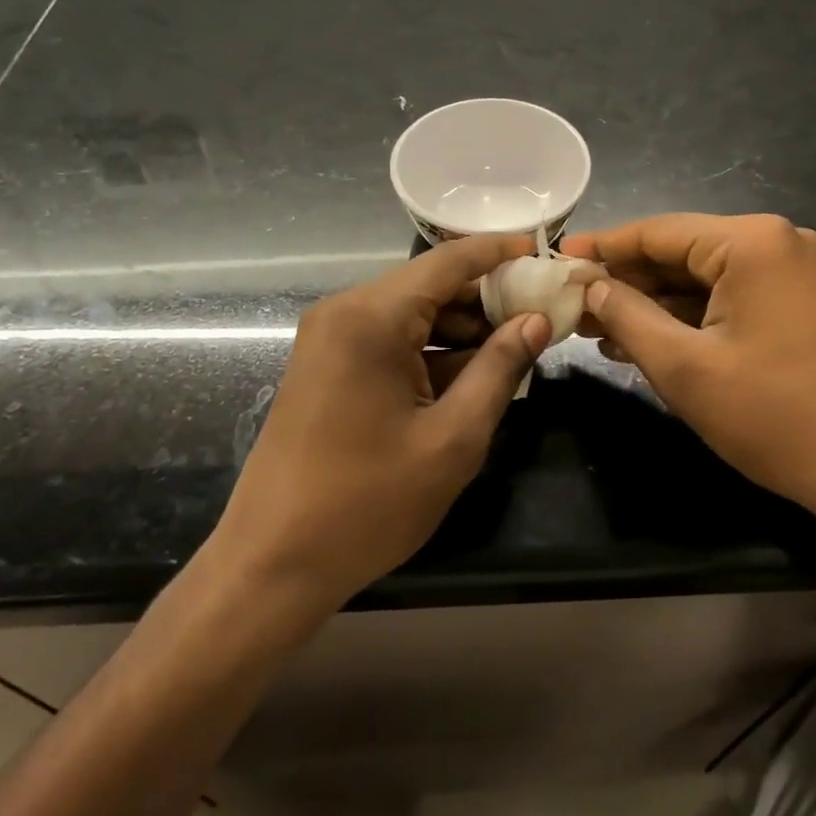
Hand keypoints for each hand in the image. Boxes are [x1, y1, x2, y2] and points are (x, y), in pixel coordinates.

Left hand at [198, 234, 551, 621]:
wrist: (273, 563)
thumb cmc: (368, 504)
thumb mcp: (452, 438)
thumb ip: (500, 369)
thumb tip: (537, 321)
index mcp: (371, 317)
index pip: (447, 261)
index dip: (498, 252)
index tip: (542, 252)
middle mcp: (345, 312)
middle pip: (430, 285)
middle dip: (486, 299)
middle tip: (541, 317)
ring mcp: (330, 339)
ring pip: (412, 314)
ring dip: (462, 329)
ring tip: (515, 352)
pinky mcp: (327, 366)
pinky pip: (391, 341)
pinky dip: (432, 351)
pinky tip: (471, 377)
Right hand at [562, 213, 815, 522]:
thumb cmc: (774, 416)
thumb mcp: (684, 366)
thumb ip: (628, 316)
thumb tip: (591, 285)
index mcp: (752, 242)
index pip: (659, 231)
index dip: (604, 246)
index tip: (557, 258)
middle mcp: (777, 243)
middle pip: (682, 252)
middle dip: (627, 281)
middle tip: (573, 301)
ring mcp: (794, 275)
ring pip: (703, 279)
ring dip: (653, 303)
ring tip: (596, 327)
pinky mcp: (799, 306)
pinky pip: (729, 300)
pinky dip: (688, 318)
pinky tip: (643, 340)